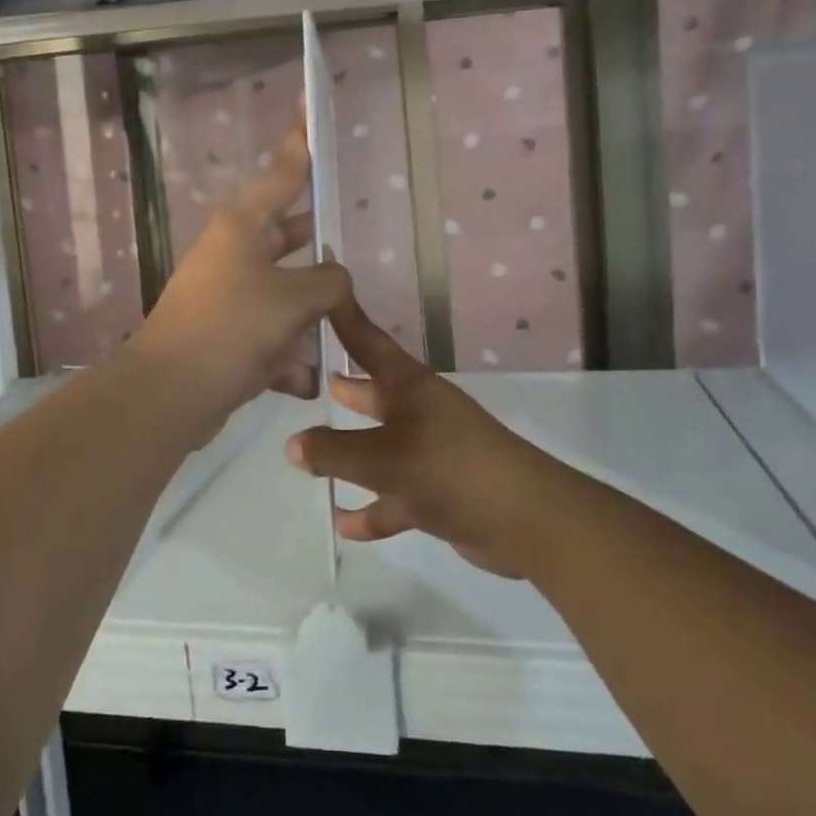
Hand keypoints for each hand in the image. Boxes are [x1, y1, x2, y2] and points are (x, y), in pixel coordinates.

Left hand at [127, 117, 349, 442]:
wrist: (169, 397)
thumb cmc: (231, 328)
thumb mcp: (293, 298)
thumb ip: (329, 281)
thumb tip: (334, 280)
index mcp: (244, 225)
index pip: (283, 171)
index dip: (300, 139)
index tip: (309, 106)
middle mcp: (235, 251)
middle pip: (290, 235)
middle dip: (320, 249)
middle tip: (353, 246)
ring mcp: (230, 293)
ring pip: (287, 290)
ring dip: (311, 315)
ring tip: (339, 332)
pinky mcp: (228, 333)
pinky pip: (273, 333)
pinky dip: (288, 354)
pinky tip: (303, 379)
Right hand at [284, 293, 567, 578]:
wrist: (524, 519)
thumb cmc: (450, 468)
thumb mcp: (384, 458)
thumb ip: (335, 452)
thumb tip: (291, 445)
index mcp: (410, 387)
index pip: (369, 343)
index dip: (346, 319)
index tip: (325, 291)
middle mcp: (419, 411)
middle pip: (374, 393)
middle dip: (347, 387)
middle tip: (314, 376)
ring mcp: (431, 451)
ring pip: (381, 446)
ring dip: (351, 453)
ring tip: (310, 456)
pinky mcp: (439, 490)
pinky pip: (395, 494)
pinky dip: (373, 508)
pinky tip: (346, 524)